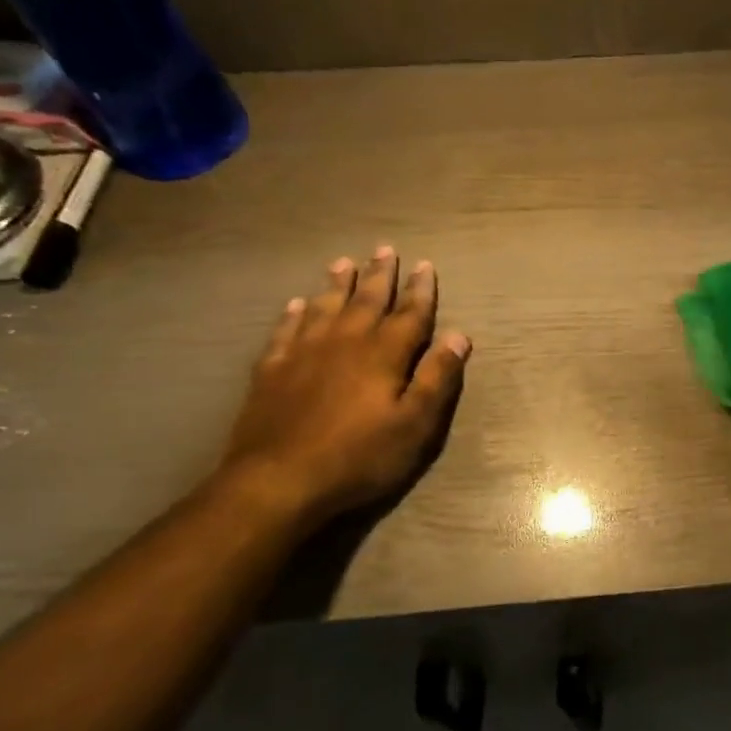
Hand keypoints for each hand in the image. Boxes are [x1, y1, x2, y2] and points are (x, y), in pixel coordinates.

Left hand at [222, 247, 469, 522]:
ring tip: (344, 262)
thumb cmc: (359, 456)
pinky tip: (296, 305)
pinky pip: (285, 331)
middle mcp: (345, 342)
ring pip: (325, 308)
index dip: (420, 290)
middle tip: (385, 249)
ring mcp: (304, 353)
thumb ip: (437, 378)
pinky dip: (294, 314)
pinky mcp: (272, 371)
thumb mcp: (415, 424)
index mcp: (384, 354)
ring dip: (338, 285)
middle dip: (380, 275)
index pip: (410, 314)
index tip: (425, 265)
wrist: (278, 481)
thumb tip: (459, 335)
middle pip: (367, 301)